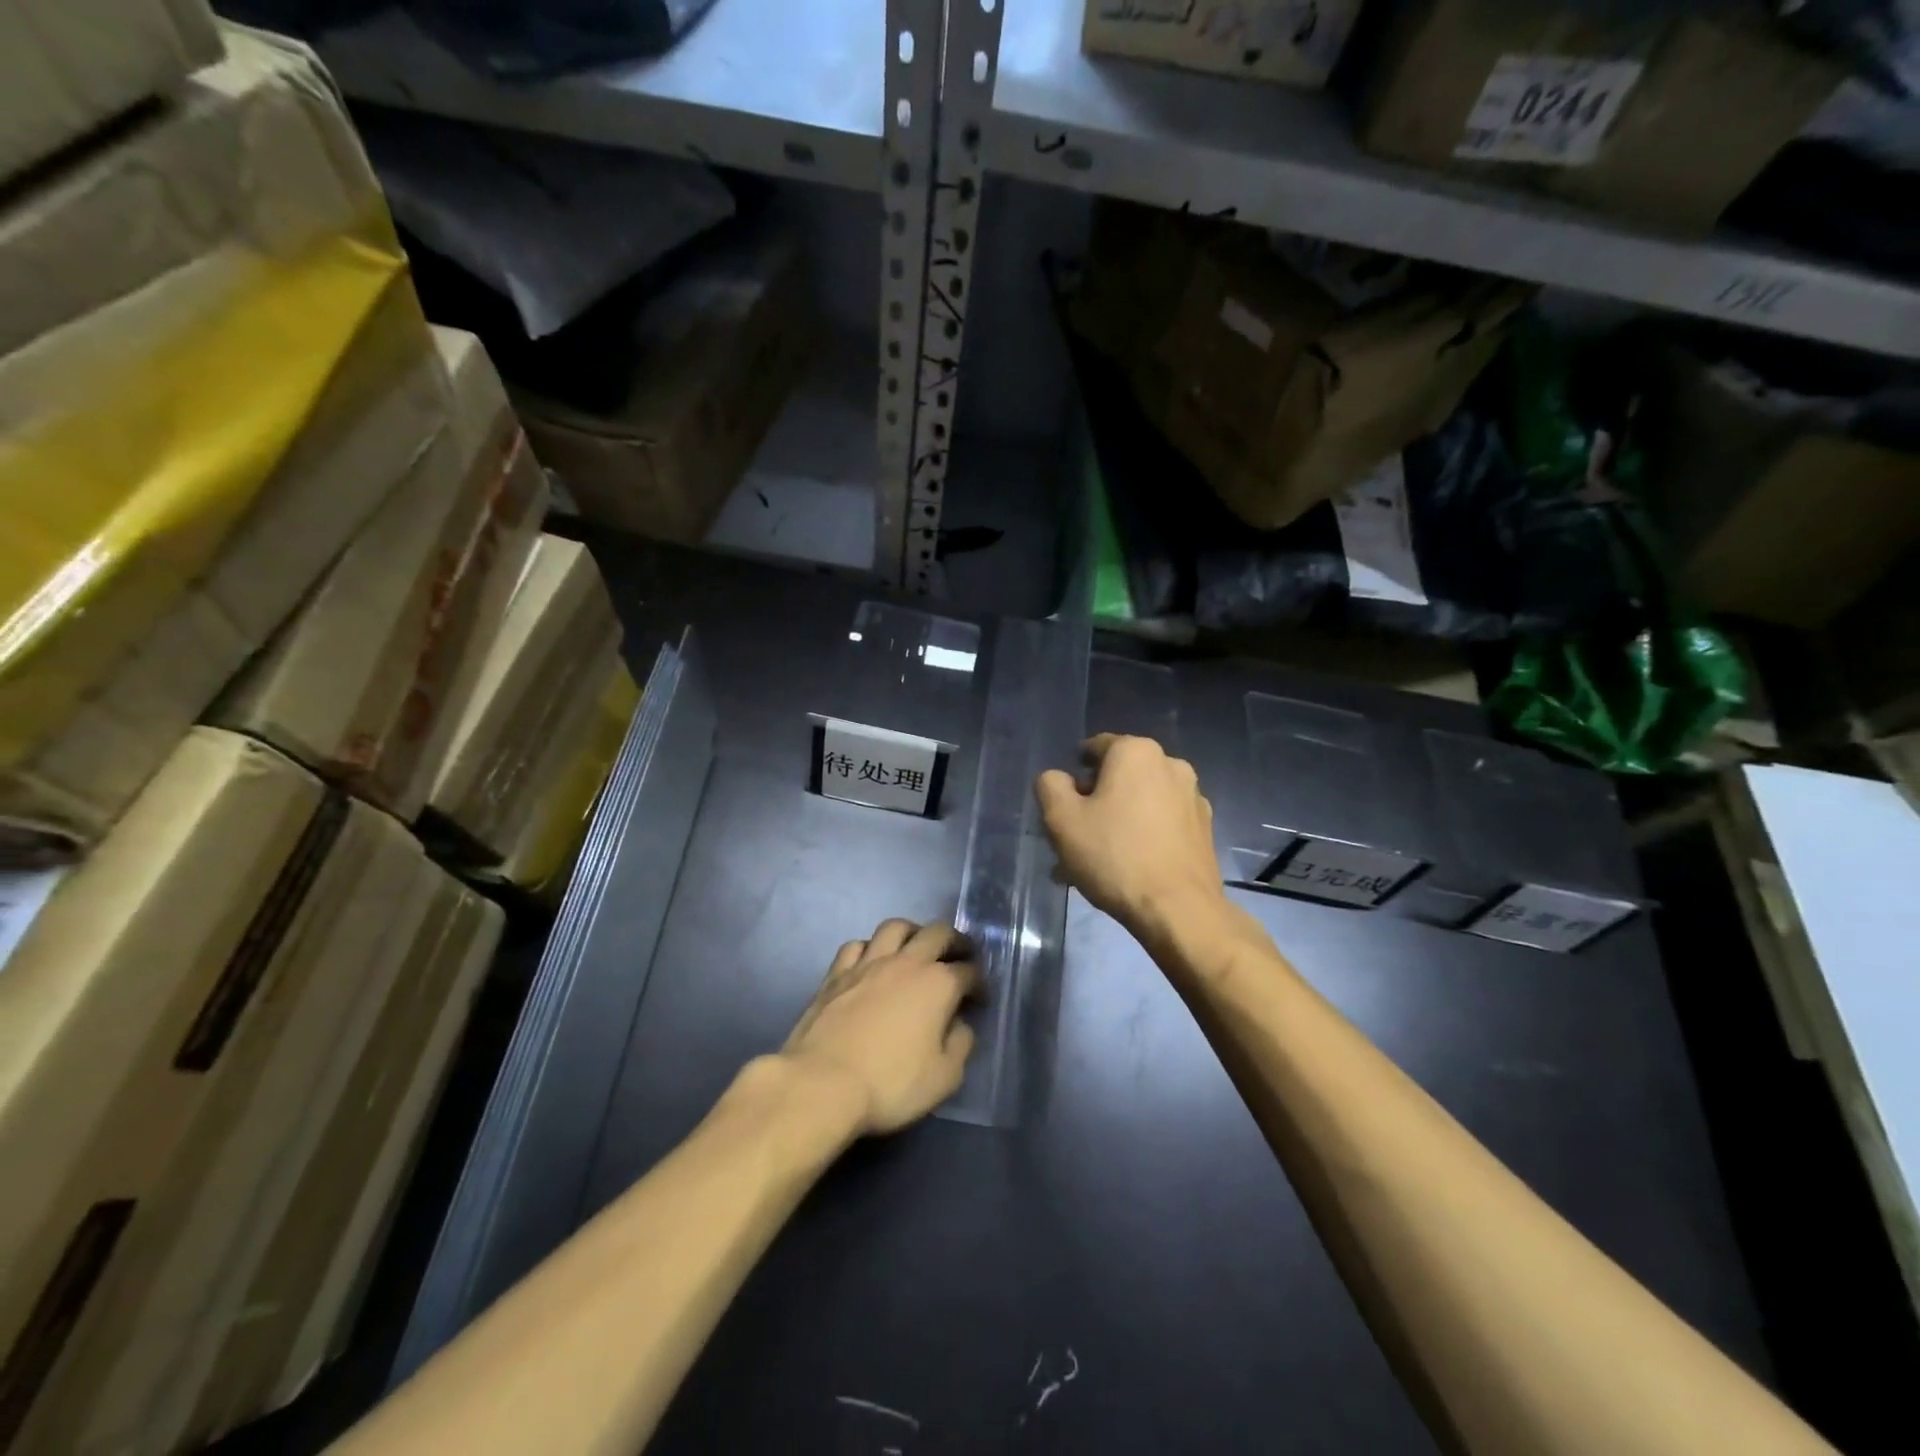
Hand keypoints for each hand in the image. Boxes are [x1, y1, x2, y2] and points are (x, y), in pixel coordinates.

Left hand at [780, 920, 981, 1135]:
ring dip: (912, 932)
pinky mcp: (837, 973)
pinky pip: (857, 945)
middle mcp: (906, 962)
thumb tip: (960, 1024)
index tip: (980, 998)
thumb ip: (961, 1045)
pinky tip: (871, 961)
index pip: (969, 971)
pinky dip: (870, 948)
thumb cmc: (890, 1084)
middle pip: (937, 933)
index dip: (979, 983)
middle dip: (955, 940)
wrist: (822, 1083)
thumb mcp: (944, 1077)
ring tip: (916, 946)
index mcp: (938, 984)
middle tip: (960, 954)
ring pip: (895, 927)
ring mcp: (868, 963)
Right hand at [1035, 734, 1224, 933]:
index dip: (1074, 775)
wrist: (1179, 910)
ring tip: (1098, 862)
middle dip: (1096, 801)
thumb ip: (1050, 786)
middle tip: (1076, 838)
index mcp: (1136, 752)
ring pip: (1140, 802)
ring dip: (1118, 821)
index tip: (1064, 806)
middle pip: (1119, 776)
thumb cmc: (1114, 856)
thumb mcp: (1061, 819)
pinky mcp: (1204, 828)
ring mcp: (1193, 796)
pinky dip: (1143, 836)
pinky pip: (1162, 823)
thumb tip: (1059, 778)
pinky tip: (1128, 869)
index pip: (1094, 748)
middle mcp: (1170, 764)